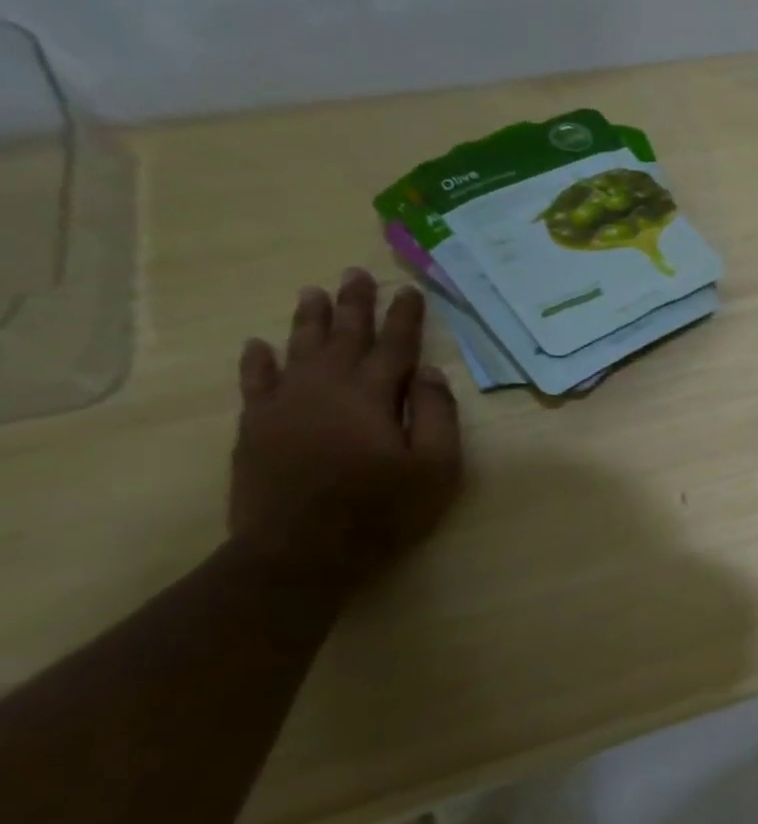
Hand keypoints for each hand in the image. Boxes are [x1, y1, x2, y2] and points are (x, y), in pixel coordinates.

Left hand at [228, 269, 462, 583]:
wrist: (299, 550)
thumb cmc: (381, 510)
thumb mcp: (435, 467)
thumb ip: (436, 415)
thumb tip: (429, 372)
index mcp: (372, 396)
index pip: (394, 346)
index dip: (404, 318)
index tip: (409, 291)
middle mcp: (325, 389)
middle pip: (343, 337)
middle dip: (353, 305)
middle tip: (356, 273)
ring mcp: (284, 406)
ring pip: (298, 350)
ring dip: (309, 320)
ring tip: (314, 292)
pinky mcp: (256, 427)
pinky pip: (255, 382)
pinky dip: (258, 361)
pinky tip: (259, 345)